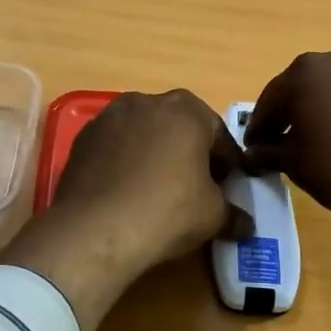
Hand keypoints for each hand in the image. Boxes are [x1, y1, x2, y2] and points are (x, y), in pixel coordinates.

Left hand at [0, 90, 249, 330]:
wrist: (96, 228)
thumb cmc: (167, 211)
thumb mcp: (213, 216)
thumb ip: (233, 214)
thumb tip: (246, 225)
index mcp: (187, 110)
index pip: (218, 134)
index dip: (227, 162)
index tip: (227, 186)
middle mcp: (148, 101)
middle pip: (179, 126)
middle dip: (189, 152)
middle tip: (194, 186)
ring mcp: (110, 116)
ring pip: (144, 132)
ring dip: (154, 153)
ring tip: (156, 189)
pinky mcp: (84, 137)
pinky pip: (115, 145)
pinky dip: (124, 161)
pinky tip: (126, 191)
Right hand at [243, 44, 330, 276]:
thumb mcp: (295, 164)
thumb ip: (268, 152)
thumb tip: (254, 153)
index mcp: (303, 72)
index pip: (270, 101)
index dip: (258, 128)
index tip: (253, 151)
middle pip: (301, 87)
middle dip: (289, 114)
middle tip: (282, 145)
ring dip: (320, 109)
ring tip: (318, 142)